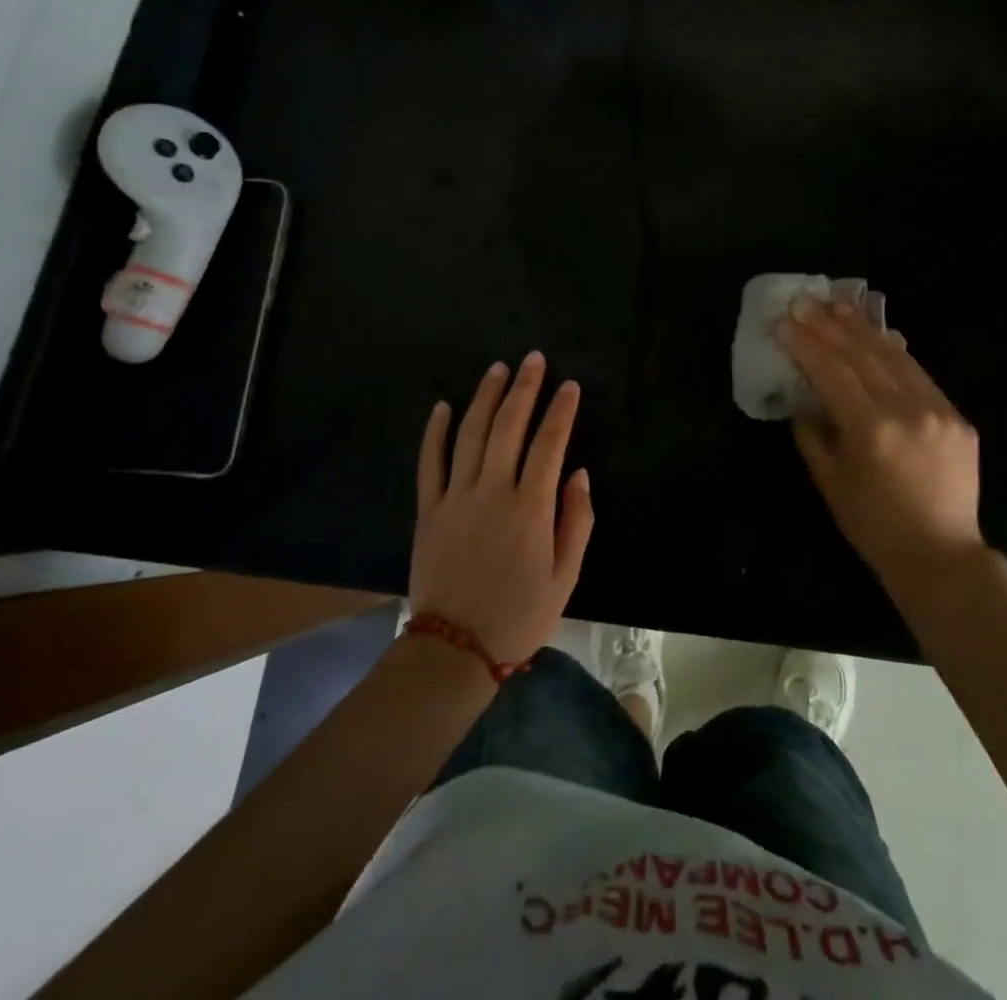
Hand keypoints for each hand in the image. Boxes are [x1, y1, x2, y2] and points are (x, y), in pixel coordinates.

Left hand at [410, 352, 594, 667]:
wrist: (455, 647)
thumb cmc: (519, 614)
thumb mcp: (565, 577)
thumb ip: (576, 521)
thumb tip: (578, 474)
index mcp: (530, 507)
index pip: (549, 443)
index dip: (561, 411)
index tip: (569, 385)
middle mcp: (492, 491)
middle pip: (508, 426)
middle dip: (524, 388)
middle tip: (533, 359)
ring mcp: (456, 497)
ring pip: (470, 434)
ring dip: (485, 397)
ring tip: (497, 369)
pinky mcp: (429, 509)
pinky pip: (430, 462)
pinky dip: (435, 431)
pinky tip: (443, 406)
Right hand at [777, 298, 983, 593]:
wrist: (942, 556)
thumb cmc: (874, 526)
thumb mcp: (830, 483)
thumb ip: (812, 436)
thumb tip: (805, 402)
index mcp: (871, 428)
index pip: (832, 372)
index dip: (807, 344)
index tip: (786, 322)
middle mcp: (907, 410)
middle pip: (863, 355)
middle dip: (830, 326)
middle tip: (807, 302)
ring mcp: (937, 410)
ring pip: (895, 356)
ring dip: (863, 328)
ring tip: (839, 305)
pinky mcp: (957, 417)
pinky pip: (919, 374)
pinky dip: (895, 351)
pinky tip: (879, 335)